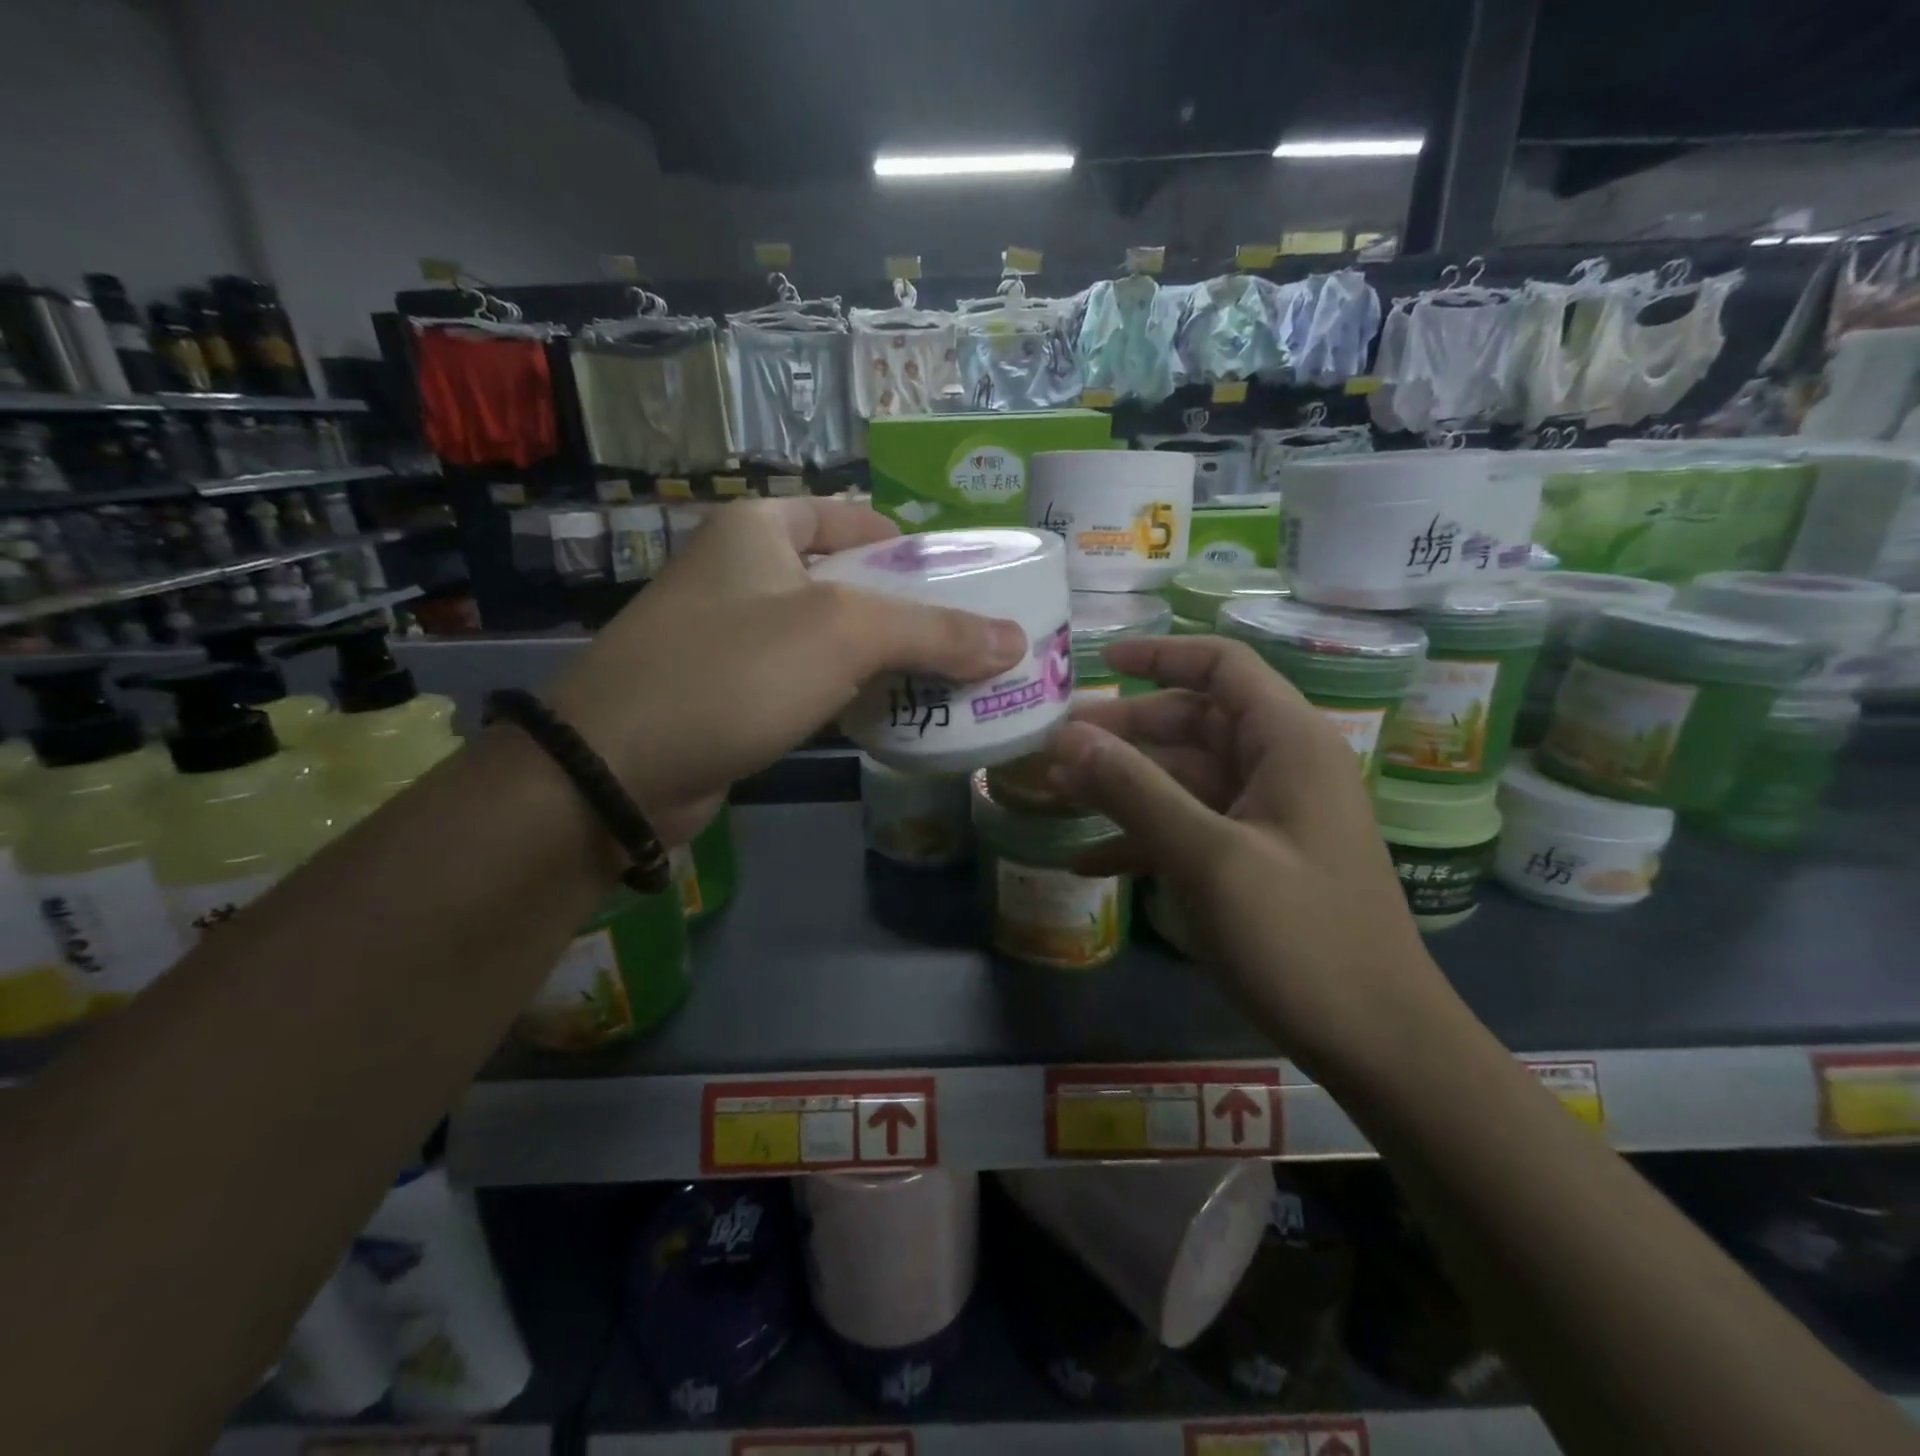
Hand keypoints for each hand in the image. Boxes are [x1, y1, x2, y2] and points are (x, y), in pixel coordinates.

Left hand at [546, 500, 1025, 845]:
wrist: (619, 769)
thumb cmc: (734, 671)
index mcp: (761, 529)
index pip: (853, 519)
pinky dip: (850, 693)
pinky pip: (808, 681)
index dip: (911, 547)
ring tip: (949, 681)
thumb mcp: (844, 635)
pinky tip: (893, 715)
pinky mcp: (731, 692)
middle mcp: (744, 571)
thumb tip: (1015, 641)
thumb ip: (935, 631)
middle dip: (908, 611)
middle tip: (970, 641)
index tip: (961, 583)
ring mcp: (733, 635)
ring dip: (884, 659)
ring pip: (830, 637)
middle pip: (848, 581)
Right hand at [1049, 635, 1442, 1072]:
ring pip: (1182, 779)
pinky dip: (1140, 838)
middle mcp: (1278, 769)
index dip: (1161, 657)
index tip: (1099, 663)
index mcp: (1288, 744)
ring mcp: (1265, 818)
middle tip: (1054, 745)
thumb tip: (1069, 739)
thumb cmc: (1301, 937)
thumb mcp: (1209, 858)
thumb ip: (1136, 791)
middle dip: (1122, 733)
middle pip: (1191, 724)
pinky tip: (1087, 863)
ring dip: (1121, 786)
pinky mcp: (1253, 861)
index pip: (1222, 668)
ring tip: (1054, 796)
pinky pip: (1188, 829)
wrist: (1376, 1041)